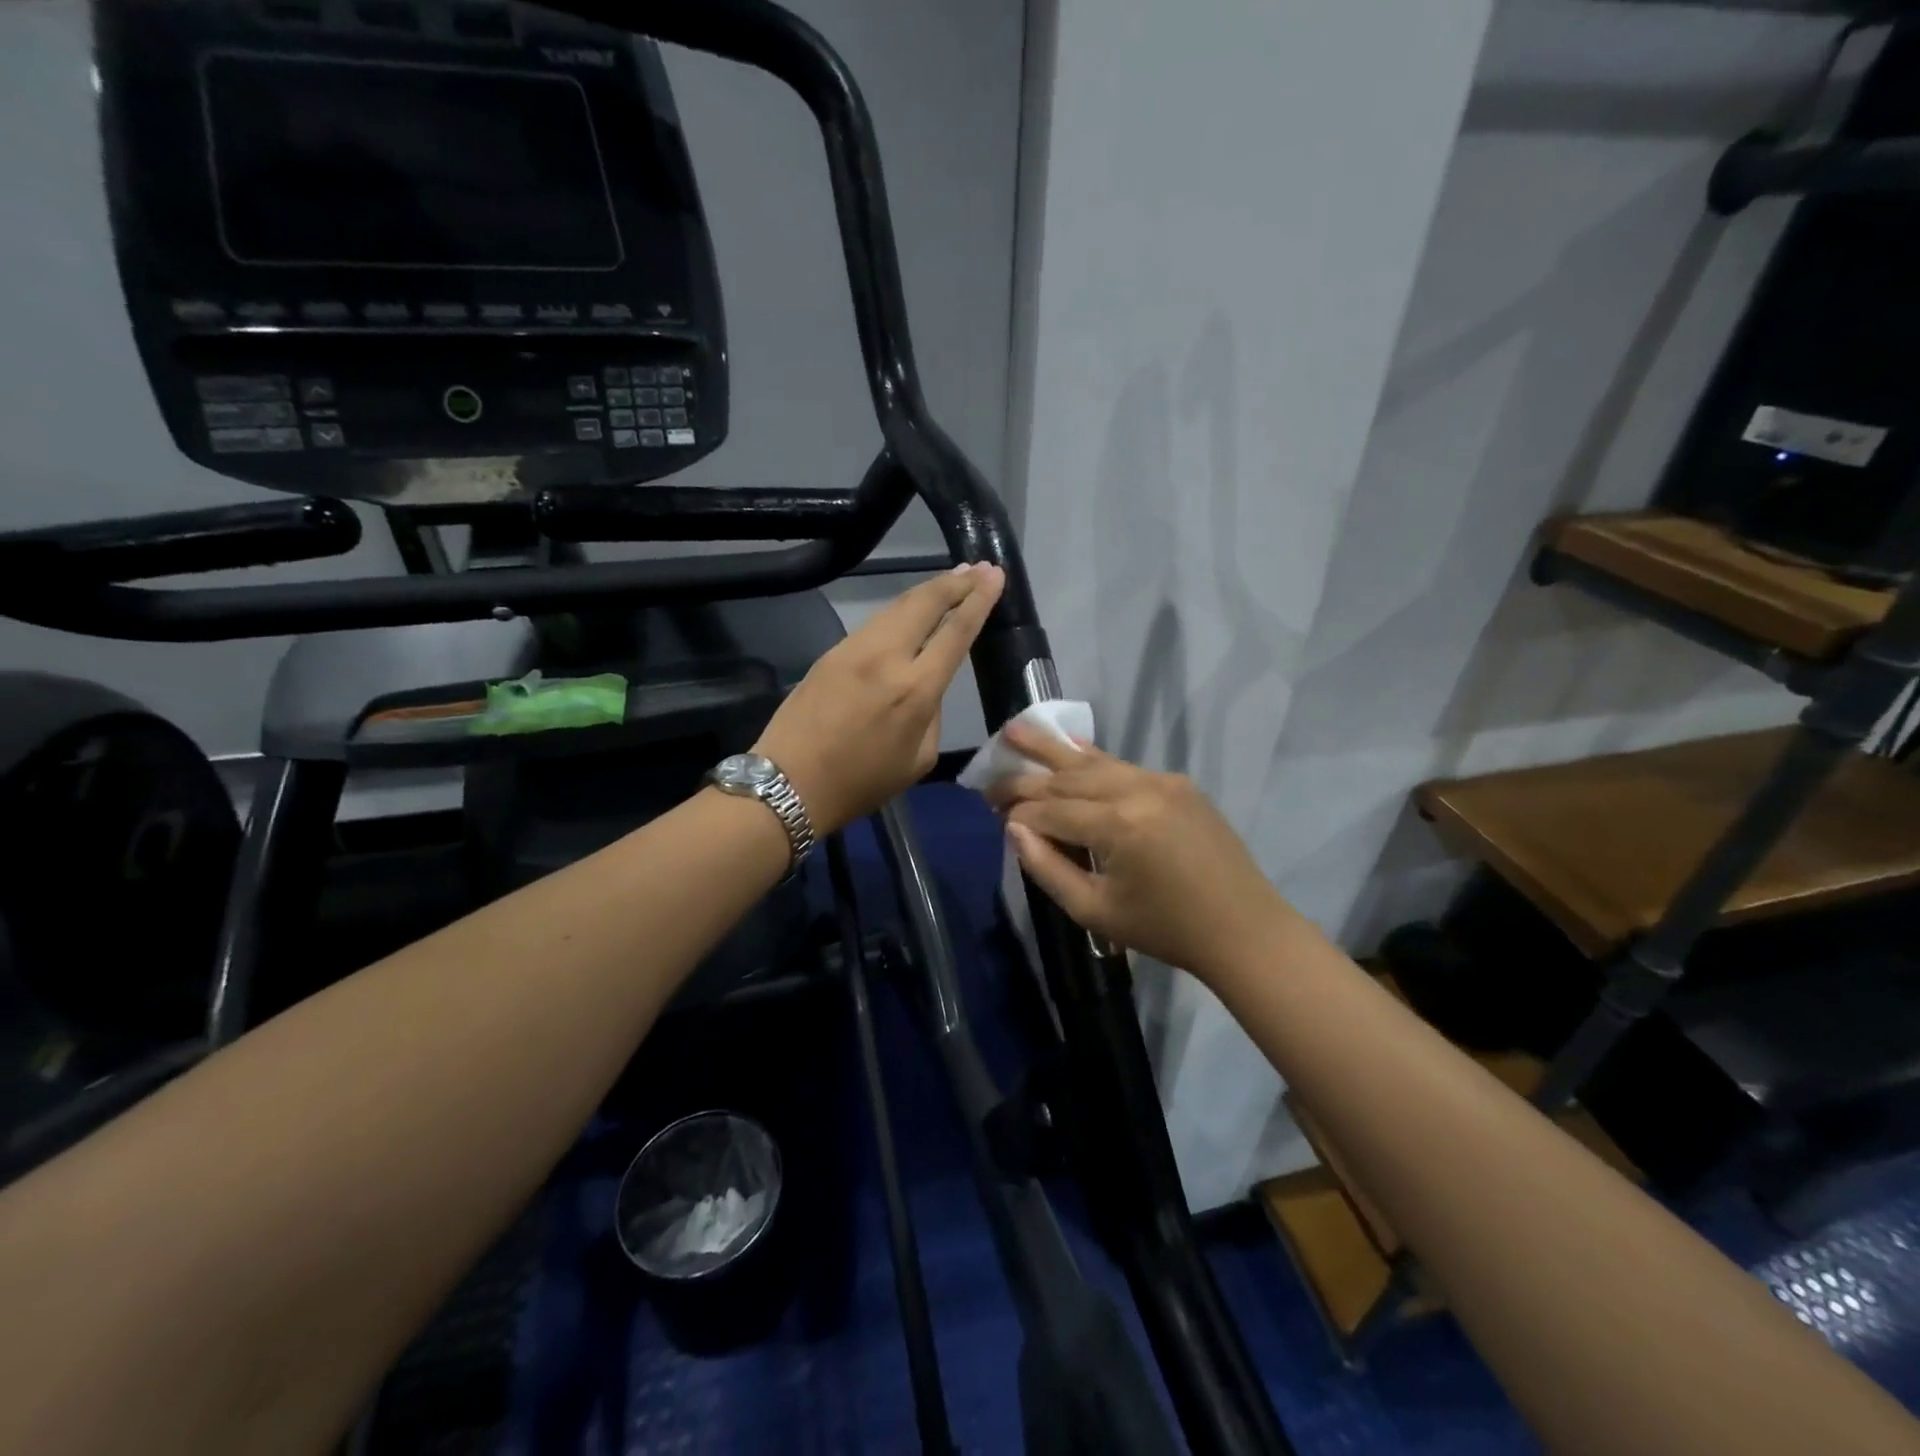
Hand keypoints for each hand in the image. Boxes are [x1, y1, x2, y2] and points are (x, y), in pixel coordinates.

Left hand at [754, 563, 1004, 833]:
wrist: (790, 783)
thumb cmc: (861, 783)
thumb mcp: (917, 759)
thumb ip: (931, 714)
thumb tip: (927, 687)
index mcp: (915, 690)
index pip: (955, 632)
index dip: (979, 600)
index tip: (995, 576)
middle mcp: (887, 658)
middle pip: (925, 603)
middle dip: (955, 582)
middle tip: (979, 568)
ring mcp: (854, 650)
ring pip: (897, 607)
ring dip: (928, 590)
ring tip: (952, 580)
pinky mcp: (832, 652)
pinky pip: (875, 623)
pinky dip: (900, 610)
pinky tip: (911, 611)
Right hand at [994, 726, 1293, 983]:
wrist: (1243, 929)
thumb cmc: (1165, 930)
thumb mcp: (1095, 911)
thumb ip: (1047, 867)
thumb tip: (1014, 829)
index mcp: (1118, 826)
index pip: (1051, 811)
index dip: (1018, 814)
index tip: (991, 814)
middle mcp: (1138, 790)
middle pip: (1067, 779)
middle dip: (1025, 780)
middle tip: (989, 779)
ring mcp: (1161, 781)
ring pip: (1094, 762)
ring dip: (1052, 750)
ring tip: (1014, 730)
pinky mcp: (1177, 784)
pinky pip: (1124, 766)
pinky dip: (1092, 759)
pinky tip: (1069, 746)